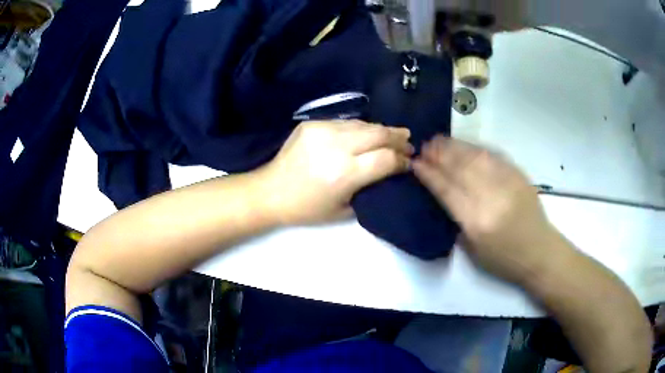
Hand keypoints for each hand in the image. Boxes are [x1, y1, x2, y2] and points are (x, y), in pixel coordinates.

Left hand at [257, 120, 412, 225]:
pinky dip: (360, 129)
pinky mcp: (312, 124)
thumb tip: (389, 170)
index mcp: (344, 174)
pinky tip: (365, 135)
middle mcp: (335, 147)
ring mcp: (322, 131)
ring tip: (393, 135)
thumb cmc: (307, 208)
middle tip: (408, 142)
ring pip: (363, 124)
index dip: (402, 160)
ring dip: (381, 130)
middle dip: (398, 138)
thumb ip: (370, 188)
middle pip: (378, 133)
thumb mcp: (344, 210)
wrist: (270, 191)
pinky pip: (345, 123)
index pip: (385, 158)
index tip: (408, 163)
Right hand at [413, 136, 568, 284]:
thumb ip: (457, 219)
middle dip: (439, 155)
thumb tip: (443, 191)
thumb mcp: (472, 249)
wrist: (539, 252)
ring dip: (455, 147)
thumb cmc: (503, 259)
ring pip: (475, 157)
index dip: (430, 175)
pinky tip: (464, 145)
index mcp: (477, 222)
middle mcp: (491, 198)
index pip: (447, 190)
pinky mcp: (518, 175)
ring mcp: (507, 183)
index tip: (416, 163)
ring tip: (439, 140)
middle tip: (425, 146)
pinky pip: (493, 155)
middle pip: (460, 169)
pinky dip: (475, 148)